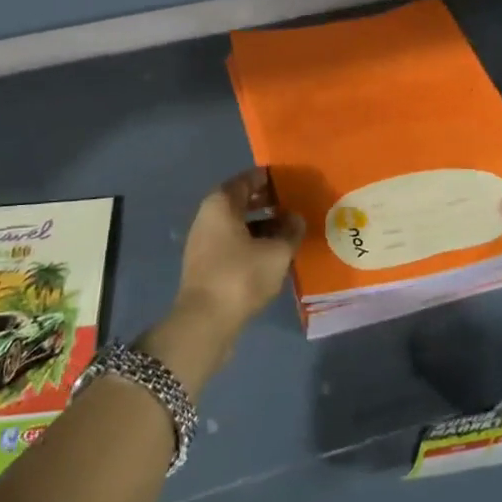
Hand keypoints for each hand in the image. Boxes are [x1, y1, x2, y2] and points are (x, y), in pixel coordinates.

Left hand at [152, 170, 303, 387]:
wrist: (205, 322)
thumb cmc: (241, 276)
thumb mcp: (276, 252)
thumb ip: (290, 232)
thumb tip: (296, 219)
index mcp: (221, 204)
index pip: (247, 180)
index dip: (269, 178)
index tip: (291, 180)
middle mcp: (208, 217)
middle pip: (241, 202)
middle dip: (267, 202)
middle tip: (294, 204)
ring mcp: (204, 242)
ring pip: (238, 224)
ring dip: (262, 225)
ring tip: (289, 230)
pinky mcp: (207, 265)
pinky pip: (234, 243)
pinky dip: (253, 243)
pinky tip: (273, 254)